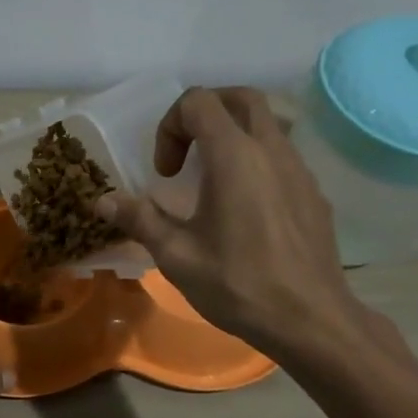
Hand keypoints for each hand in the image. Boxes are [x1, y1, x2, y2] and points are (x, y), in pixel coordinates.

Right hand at [96, 87, 367, 358]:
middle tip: (188, 152)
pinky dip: (257, 162)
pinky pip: (283, 157)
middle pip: (241, 97)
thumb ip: (139, 220)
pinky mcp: (314, 193)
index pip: (199, 102)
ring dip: (234, 136)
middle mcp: (272, 150)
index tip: (166, 173)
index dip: (171, 127)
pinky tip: (245, 210)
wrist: (310, 320)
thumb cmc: (238, 285)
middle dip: (206, 112)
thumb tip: (102, 200)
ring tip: (213, 182)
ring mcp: (300, 170)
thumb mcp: (177, 255)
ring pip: (268, 124)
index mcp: (234, 157)